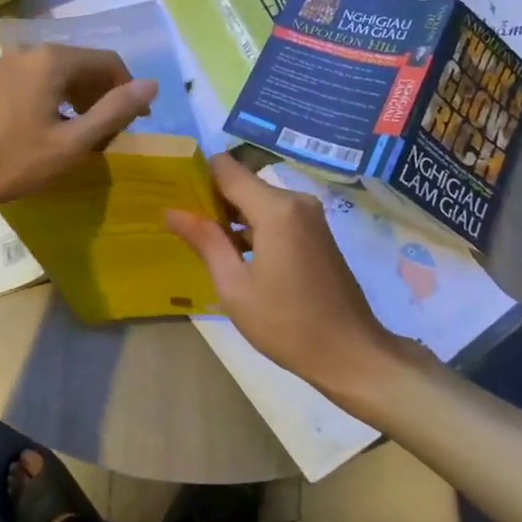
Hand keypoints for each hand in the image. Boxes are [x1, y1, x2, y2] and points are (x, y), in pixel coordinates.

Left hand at [0, 45, 156, 222]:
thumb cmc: (9, 162)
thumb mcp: (70, 144)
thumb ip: (113, 112)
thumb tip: (151, 85)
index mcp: (52, 60)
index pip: (107, 61)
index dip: (128, 91)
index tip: (137, 123)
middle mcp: (27, 53)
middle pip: (80, 66)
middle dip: (102, 97)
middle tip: (109, 136)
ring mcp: (2, 67)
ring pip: (55, 77)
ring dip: (77, 102)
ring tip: (80, 139)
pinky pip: (31, 85)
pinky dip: (51, 103)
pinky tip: (45, 134)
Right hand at [166, 154, 419, 393]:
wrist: (350, 353)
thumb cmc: (286, 324)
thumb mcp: (235, 286)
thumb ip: (205, 242)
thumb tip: (171, 211)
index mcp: (276, 210)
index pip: (226, 168)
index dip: (197, 176)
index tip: (173, 195)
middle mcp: (296, 202)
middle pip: (242, 183)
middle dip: (212, 200)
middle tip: (181, 226)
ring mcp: (310, 217)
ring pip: (258, 201)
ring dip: (231, 217)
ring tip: (200, 242)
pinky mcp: (316, 233)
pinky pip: (275, 216)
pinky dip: (252, 228)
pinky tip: (234, 255)